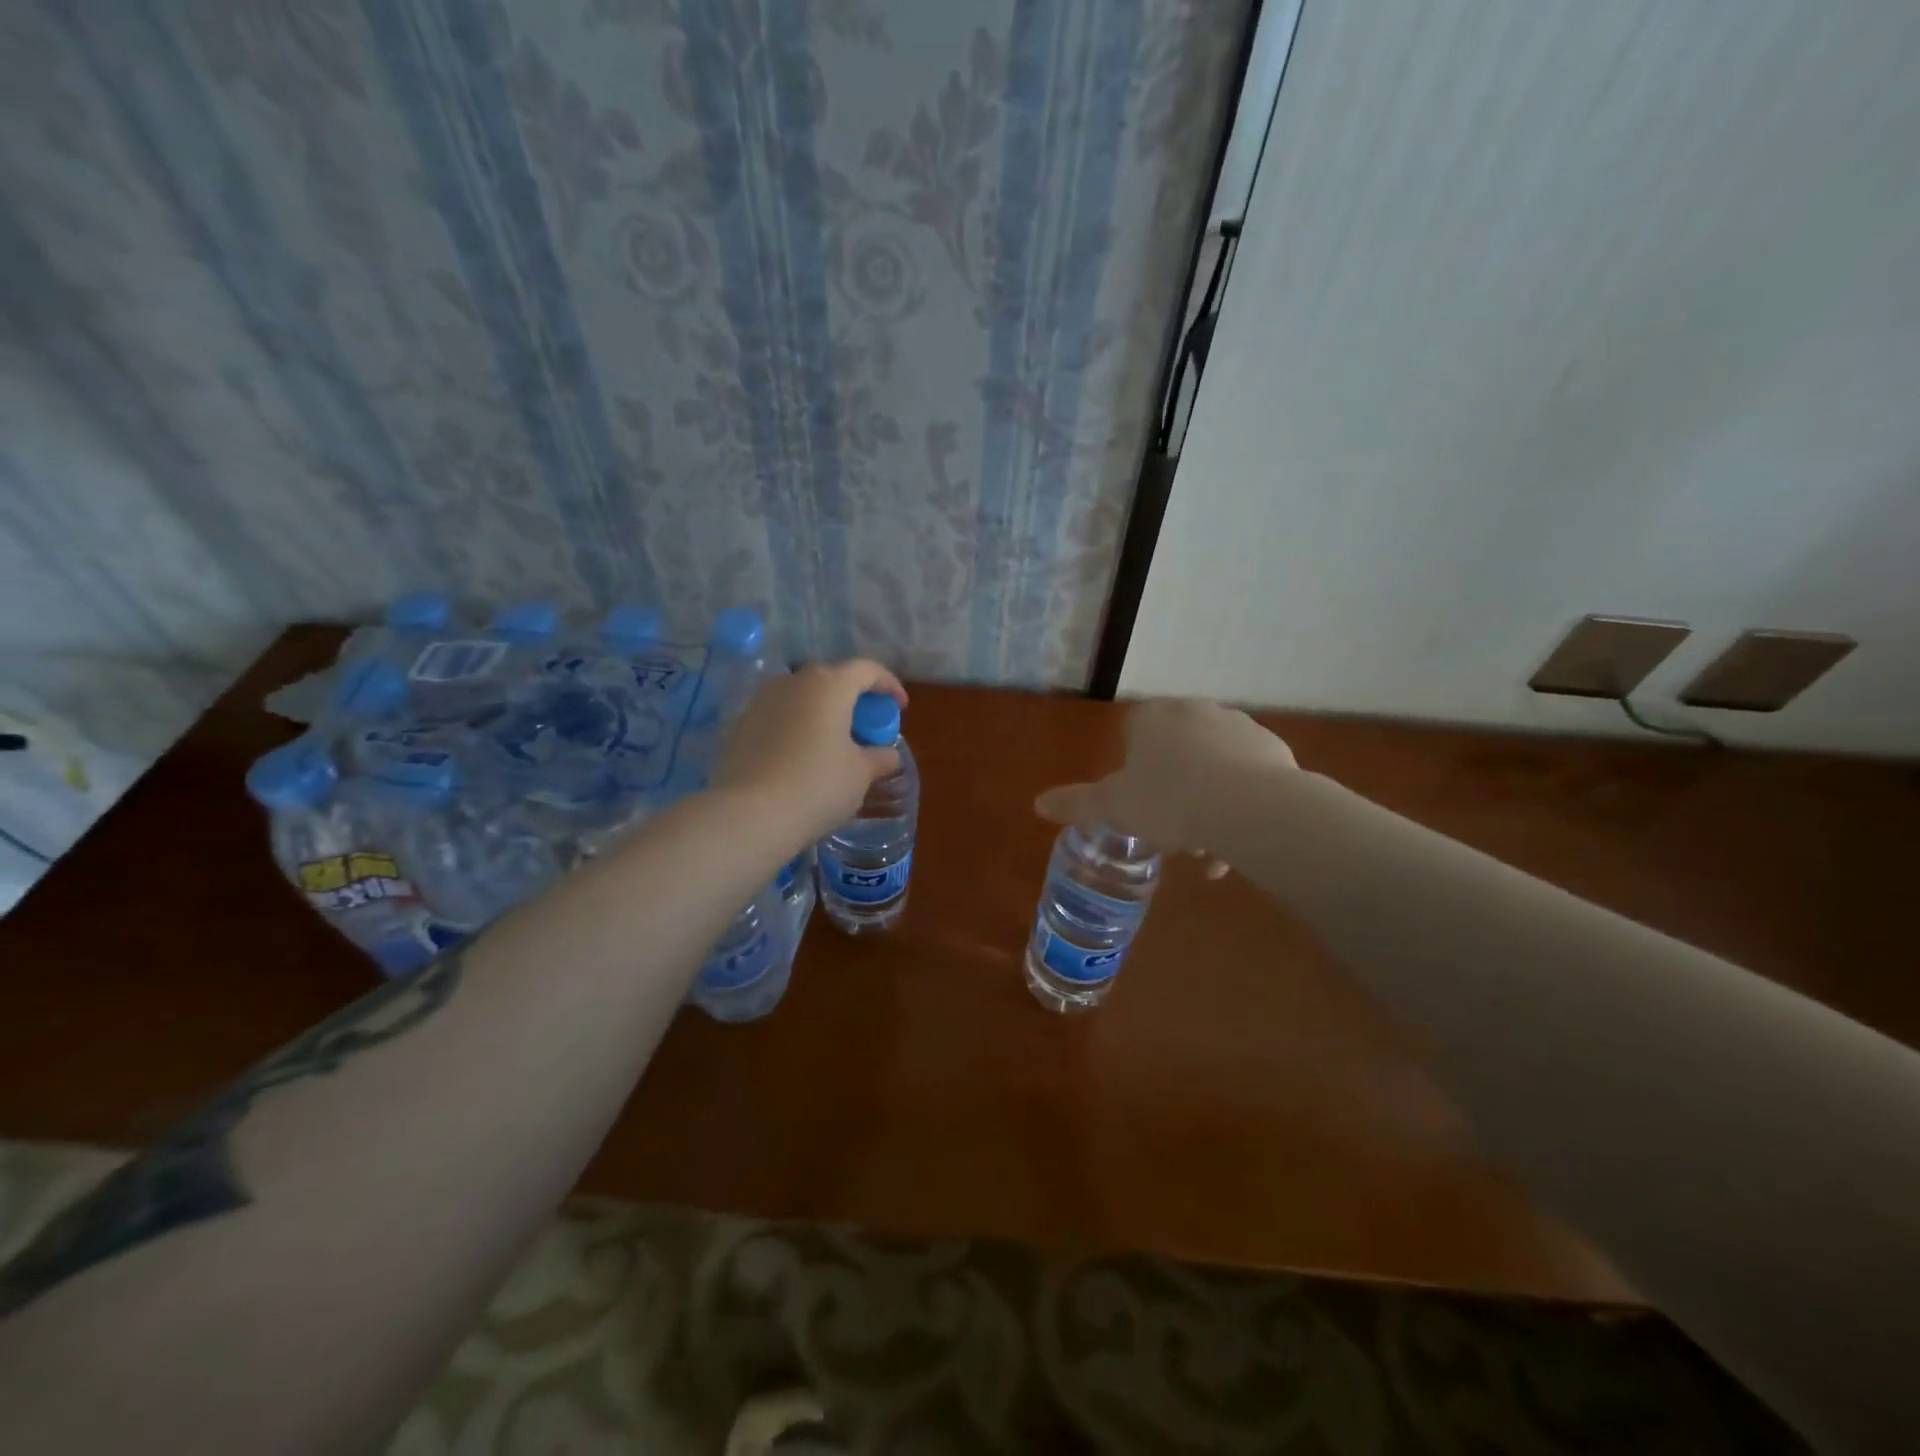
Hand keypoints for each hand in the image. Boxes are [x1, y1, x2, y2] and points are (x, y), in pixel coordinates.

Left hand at [714, 660, 907, 845]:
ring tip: (831, 742)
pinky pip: (778, 717)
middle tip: (865, 727)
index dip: (889, 685)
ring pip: (801, 697)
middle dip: (852, 698)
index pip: (866, 670)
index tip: (900, 707)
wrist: (749, 814)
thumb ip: (879, 758)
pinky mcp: (740, 725)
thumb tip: (888, 755)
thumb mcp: (861, 775)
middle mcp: (793, 682)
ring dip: (820, 712)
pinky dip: (795, 728)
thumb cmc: (817, 786)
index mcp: (829, 685)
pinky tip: (800, 757)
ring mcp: (761, 701)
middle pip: (831, 680)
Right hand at [1035, 699, 1294, 864]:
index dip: (1132, 770)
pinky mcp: (1273, 749)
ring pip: (1213, 768)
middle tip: (1171, 832)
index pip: (1133, 734)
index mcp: (1153, 717)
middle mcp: (1195, 711)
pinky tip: (1239, 840)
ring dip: (1206, 804)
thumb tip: (1038, 803)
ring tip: (1208, 849)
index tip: (1138, 804)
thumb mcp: (1113, 807)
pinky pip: (1247, 778)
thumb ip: (1077, 803)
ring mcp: (1238, 726)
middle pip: (1176, 753)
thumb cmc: (1169, 800)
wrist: (1250, 806)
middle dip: (1172, 791)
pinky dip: (1239, 804)